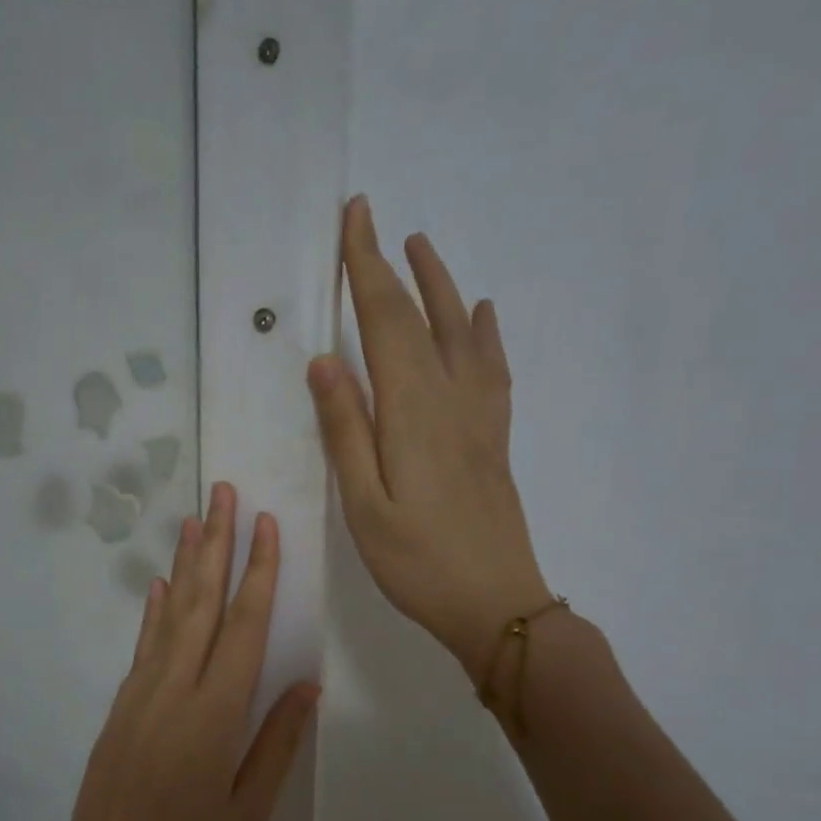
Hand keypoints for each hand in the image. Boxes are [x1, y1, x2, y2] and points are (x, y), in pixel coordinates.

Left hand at [50, 482, 319, 820]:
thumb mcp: (247, 815)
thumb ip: (276, 742)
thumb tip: (306, 682)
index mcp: (214, 715)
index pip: (244, 626)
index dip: (258, 571)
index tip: (265, 523)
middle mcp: (173, 692)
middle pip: (200, 604)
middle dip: (215, 545)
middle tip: (223, 491)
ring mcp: (138, 698)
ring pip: (166, 617)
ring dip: (182, 566)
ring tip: (194, 520)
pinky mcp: (118, 713)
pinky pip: (141, 648)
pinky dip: (151, 613)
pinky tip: (155, 588)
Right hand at [308, 195, 551, 680]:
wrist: (495, 603)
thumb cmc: (417, 562)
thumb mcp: (364, 505)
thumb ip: (346, 431)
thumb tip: (325, 361)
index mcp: (411, 411)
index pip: (385, 321)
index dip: (366, 267)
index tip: (353, 219)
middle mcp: (450, 398)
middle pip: (420, 316)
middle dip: (392, 263)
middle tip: (372, 217)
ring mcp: (479, 415)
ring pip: (460, 331)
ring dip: (440, 284)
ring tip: (422, 246)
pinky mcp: (493, 436)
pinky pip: (491, 367)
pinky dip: (483, 332)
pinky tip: (479, 315)